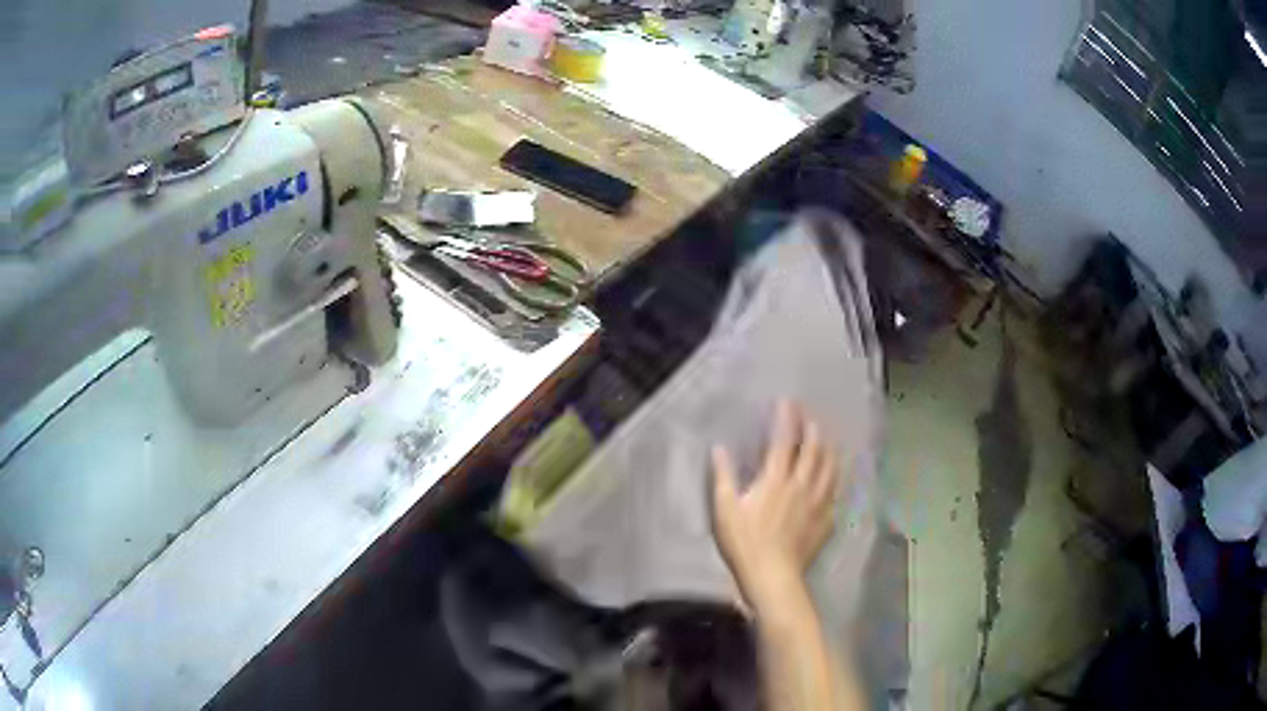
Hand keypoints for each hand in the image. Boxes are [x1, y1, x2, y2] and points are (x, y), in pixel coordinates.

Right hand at [711, 400, 839, 614]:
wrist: (773, 576)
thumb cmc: (745, 543)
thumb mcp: (725, 509)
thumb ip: (723, 476)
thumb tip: (719, 448)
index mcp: (776, 480)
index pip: (783, 441)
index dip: (786, 419)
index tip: (787, 402)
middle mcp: (802, 485)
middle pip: (813, 450)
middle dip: (812, 428)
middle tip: (811, 416)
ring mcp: (818, 502)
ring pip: (829, 468)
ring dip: (828, 449)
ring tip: (827, 439)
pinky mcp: (826, 520)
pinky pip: (835, 492)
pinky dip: (836, 478)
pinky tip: (835, 476)